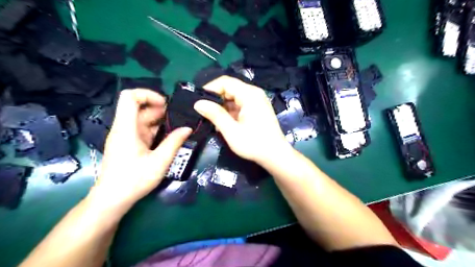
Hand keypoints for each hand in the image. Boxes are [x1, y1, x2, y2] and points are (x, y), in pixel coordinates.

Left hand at [88, 89, 191, 214]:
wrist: (112, 199)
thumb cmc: (134, 180)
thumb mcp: (159, 162)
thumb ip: (174, 142)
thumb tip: (188, 128)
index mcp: (126, 128)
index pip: (130, 97)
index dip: (147, 94)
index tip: (166, 104)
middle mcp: (124, 128)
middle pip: (139, 108)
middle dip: (159, 109)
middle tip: (178, 118)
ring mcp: (125, 136)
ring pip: (142, 119)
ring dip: (159, 120)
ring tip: (177, 127)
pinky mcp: (129, 144)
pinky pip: (143, 130)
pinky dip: (156, 130)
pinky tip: (169, 137)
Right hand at [193, 75, 289, 164]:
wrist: (275, 155)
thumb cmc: (254, 144)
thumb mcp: (231, 130)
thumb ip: (215, 114)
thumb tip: (198, 103)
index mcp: (249, 94)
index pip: (225, 82)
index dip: (210, 89)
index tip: (198, 102)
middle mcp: (254, 93)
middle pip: (229, 88)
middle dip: (215, 100)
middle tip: (204, 113)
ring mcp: (256, 101)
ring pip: (233, 98)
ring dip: (222, 108)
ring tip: (213, 121)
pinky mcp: (256, 109)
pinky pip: (239, 105)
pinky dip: (230, 112)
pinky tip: (224, 124)